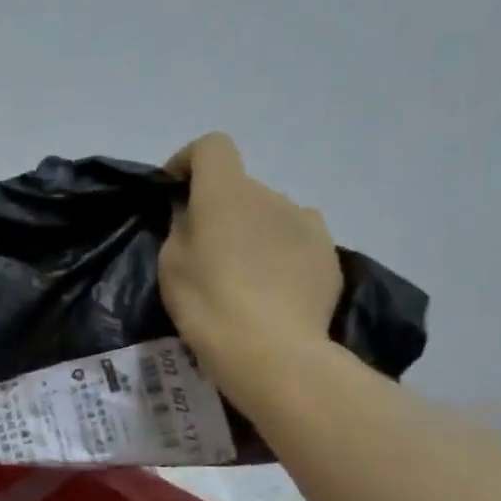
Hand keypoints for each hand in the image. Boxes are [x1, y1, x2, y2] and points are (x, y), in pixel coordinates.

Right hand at [158, 133, 341, 385]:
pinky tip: (272, 291)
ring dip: (253, 231)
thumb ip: (180, 226)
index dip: (189, 162)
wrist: (274, 353)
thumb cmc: (209, 305)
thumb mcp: (171, 265)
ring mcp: (307, 223)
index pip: (212, 147)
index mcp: (227, 192)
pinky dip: (280, 254)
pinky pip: (296, 241)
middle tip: (205, 253)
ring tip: (243, 275)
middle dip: (221, 209)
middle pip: (240, 187)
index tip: (175, 193)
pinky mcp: (329, 255)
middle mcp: (271, 195)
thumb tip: (191, 212)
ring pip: (270, 215)